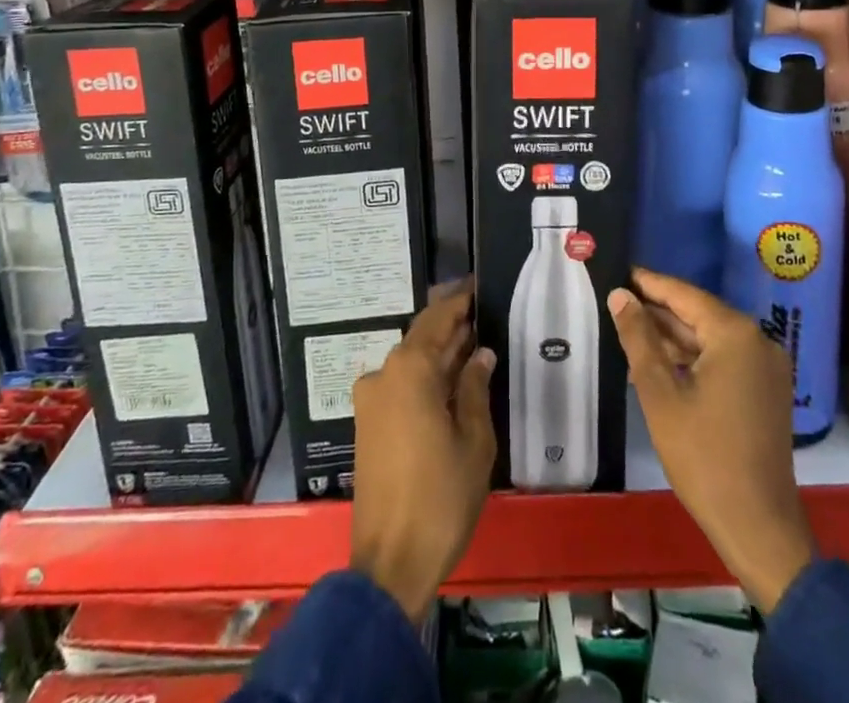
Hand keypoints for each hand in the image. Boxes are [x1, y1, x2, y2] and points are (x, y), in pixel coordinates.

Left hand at [350, 280, 496, 621]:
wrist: (390, 563)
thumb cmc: (440, 497)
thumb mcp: (473, 440)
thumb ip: (475, 388)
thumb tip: (479, 354)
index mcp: (409, 370)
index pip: (437, 319)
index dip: (459, 301)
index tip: (479, 285)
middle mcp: (384, 375)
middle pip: (420, 337)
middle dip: (450, 325)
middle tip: (482, 313)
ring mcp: (370, 401)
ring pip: (409, 362)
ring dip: (438, 352)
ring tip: (472, 345)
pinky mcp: (367, 425)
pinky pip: (399, 385)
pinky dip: (424, 376)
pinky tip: (449, 382)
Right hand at [609, 268, 815, 613]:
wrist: (757, 526)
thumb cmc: (703, 456)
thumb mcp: (659, 393)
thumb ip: (638, 337)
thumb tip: (620, 295)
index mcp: (735, 334)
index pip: (684, 294)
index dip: (649, 283)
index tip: (620, 271)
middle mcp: (758, 340)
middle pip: (699, 314)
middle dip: (659, 311)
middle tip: (618, 302)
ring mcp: (767, 367)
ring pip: (711, 338)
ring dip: (674, 337)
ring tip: (631, 332)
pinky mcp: (766, 390)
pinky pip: (725, 359)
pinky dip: (694, 358)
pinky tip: (662, 363)